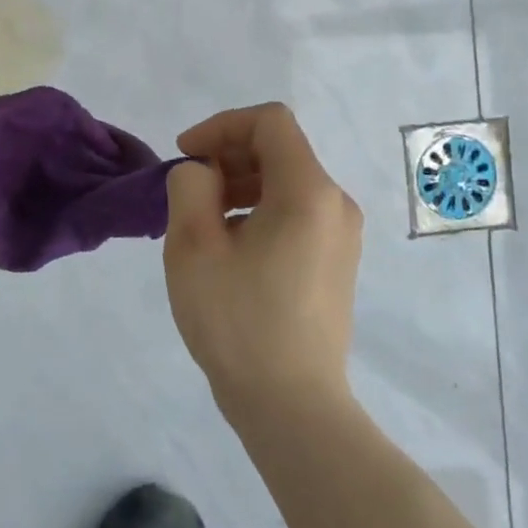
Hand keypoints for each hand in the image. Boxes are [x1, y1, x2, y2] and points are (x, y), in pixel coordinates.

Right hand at [163, 103, 362, 416]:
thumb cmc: (238, 321)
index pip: (269, 122)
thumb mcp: (193, 246)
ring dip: (240, 184)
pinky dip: (259, 210)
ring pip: (287, 181)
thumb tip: (203, 173)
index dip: (221, 126)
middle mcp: (335, 204)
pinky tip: (231, 249)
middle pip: (280, 149)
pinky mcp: (336, 262)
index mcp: (308, 192)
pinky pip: (296, 212)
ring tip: (204, 222)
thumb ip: (191, 186)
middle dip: (228, 156)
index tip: (186, 156)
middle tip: (189, 191)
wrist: (291, 406)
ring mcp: (341, 236)